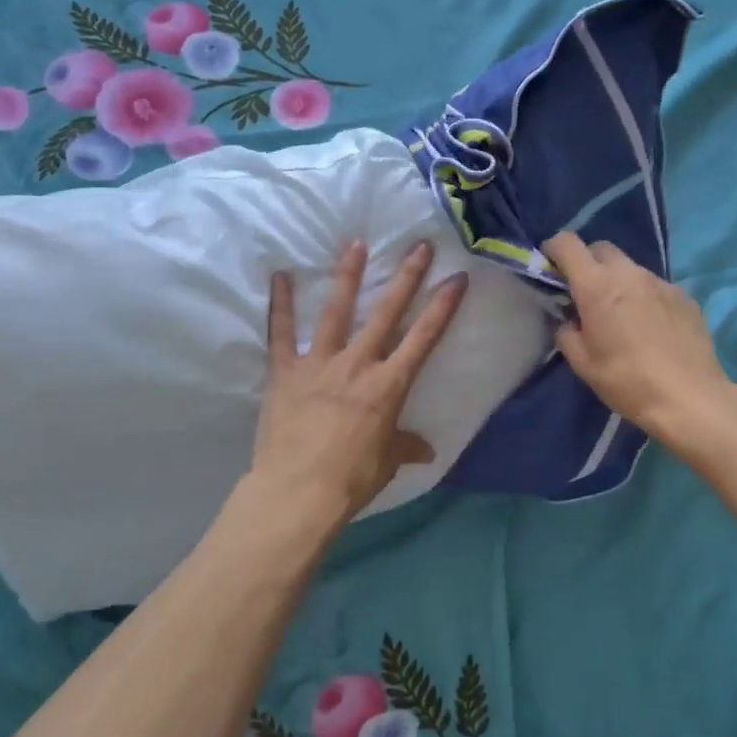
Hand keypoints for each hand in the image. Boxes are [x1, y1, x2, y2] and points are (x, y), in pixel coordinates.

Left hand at [250, 239, 468, 533]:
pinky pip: (281, 333)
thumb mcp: (386, 462)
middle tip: (419, 245)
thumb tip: (426, 451)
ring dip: (348, 276)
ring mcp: (319, 364)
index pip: (423, 339)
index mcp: (388, 386)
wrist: (298, 492)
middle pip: (387, 313)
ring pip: (336, 312)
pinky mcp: (285, 372)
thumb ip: (405, 447)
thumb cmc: (351, 479)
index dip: (443, 307)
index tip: (457, 278)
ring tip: (356, 244)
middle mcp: (358, 364)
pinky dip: (280, 305)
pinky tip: (280, 276)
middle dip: (406, 278)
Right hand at [542, 232, 732, 443]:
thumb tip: (571, 321)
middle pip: (601, 249)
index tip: (552, 267)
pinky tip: (651, 328)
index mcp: (597, 287)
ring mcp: (661, 282)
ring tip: (622, 315)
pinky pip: (656, 287)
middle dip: (588, 263)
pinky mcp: (685, 296)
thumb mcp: (583, 364)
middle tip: (586, 294)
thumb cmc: (627, 382)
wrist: (690, 398)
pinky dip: (645, 297)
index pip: (568, 244)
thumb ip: (568, 334)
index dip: (554, 249)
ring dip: (619, 282)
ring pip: (631, 268)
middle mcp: (629, 274)